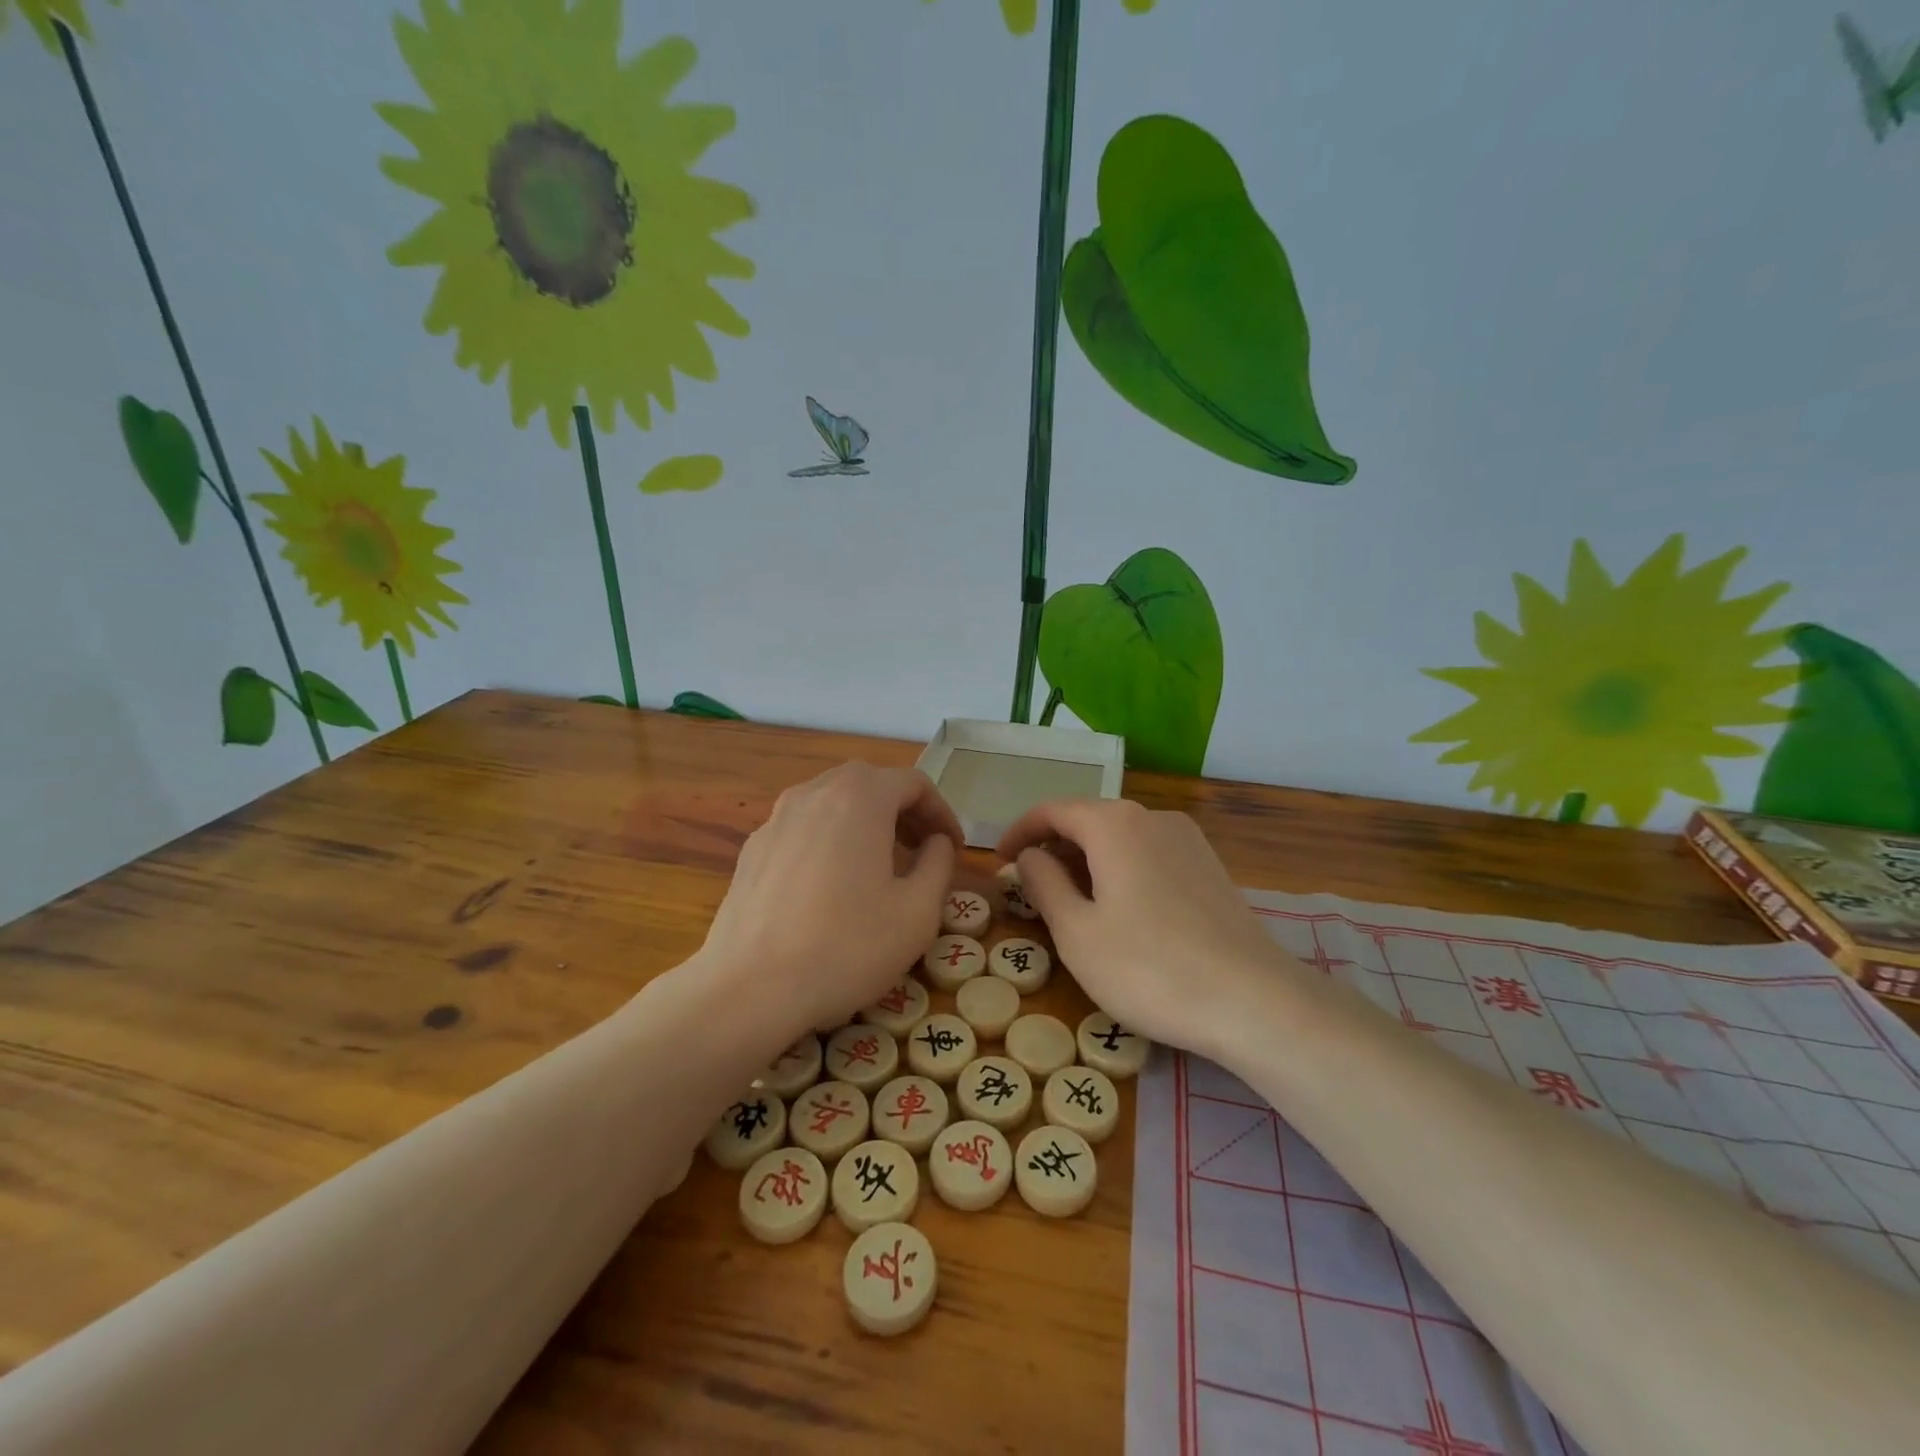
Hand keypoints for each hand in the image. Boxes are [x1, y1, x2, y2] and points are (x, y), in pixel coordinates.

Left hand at [698, 762, 960, 1032]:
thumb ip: (939, 864)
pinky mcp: (753, 849)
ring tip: (882, 866)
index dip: (941, 812)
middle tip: (923, 850)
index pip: (913, 783)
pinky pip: (804, 828)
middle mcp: (814, 793)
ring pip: (834, 803)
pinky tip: (833, 886)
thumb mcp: (918, 912)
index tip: (954, 847)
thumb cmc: (846, 947)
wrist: (749, 989)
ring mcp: (776, 819)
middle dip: (904, 812)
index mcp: (859, 797)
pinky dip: (831, 840)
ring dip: (866, 823)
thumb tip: (936, 843)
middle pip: (870, 784)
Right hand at [998, 799, 1302, 1058]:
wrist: (1254, 1001)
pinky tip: (1119, 910)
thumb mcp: (1076, 932)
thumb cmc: (1149, 968)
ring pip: (1120, 838)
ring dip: (1087, 860)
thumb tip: (1030, 856)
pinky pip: (1149, 854)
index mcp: (1113, 824)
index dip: (1019, 832)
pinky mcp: (1210, 866)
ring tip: (1070, 902)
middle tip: (1029, 887)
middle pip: (1088, 820)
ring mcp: (1187, 839)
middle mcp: (1152, 817)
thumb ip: (1044, 884)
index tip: (998, 862)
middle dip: (1053, 847)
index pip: (1052, 810)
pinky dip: (1120, 870)